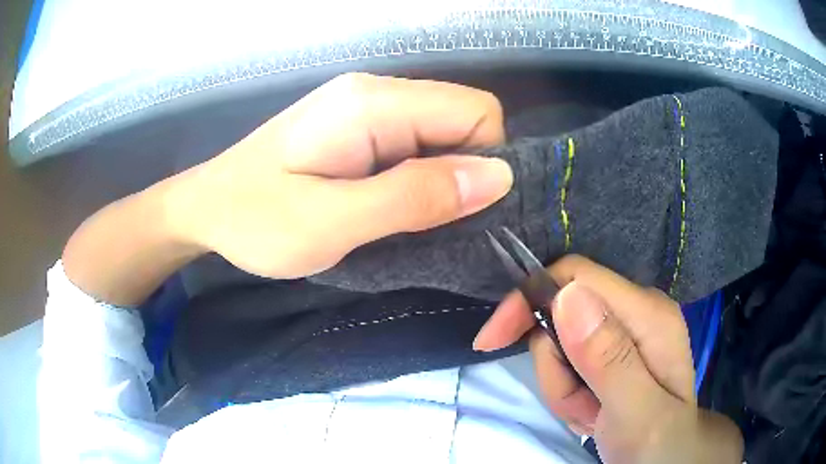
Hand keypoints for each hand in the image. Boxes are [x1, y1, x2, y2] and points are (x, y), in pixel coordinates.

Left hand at [168, 73, 512, 277]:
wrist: (206, 209)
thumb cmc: (256, 220)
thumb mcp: (333, 222)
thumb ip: (414, 197)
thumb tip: (498, 177)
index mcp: (374, 103)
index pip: (476, 111)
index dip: (483, 162)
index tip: (455, 212)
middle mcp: (377, 92)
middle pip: (463, 121)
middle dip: (462, 175)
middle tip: (424, 223)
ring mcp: (366, 108)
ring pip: (442, 137)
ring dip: (438, 181)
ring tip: (401, 221)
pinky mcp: (358, 128)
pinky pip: (416, 147)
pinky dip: (417, 180)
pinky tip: (386, 206)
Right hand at [473, 255, 742, 463]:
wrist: (668, 459)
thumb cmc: (659, 444)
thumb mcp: (638, 414)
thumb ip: (610, 359)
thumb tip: (567, 294)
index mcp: (648, 313)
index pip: (575, 276)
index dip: (529, 300)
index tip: (491, 341)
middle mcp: (636, 311)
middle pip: (562, 313)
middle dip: (556, 367)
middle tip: (580, 408)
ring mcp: (624, 330)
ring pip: (559, 343)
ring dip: (563, 387)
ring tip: (592, 416)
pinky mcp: (612, 349)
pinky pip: (566, 362)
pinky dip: (568, 392)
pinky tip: (594, 414)